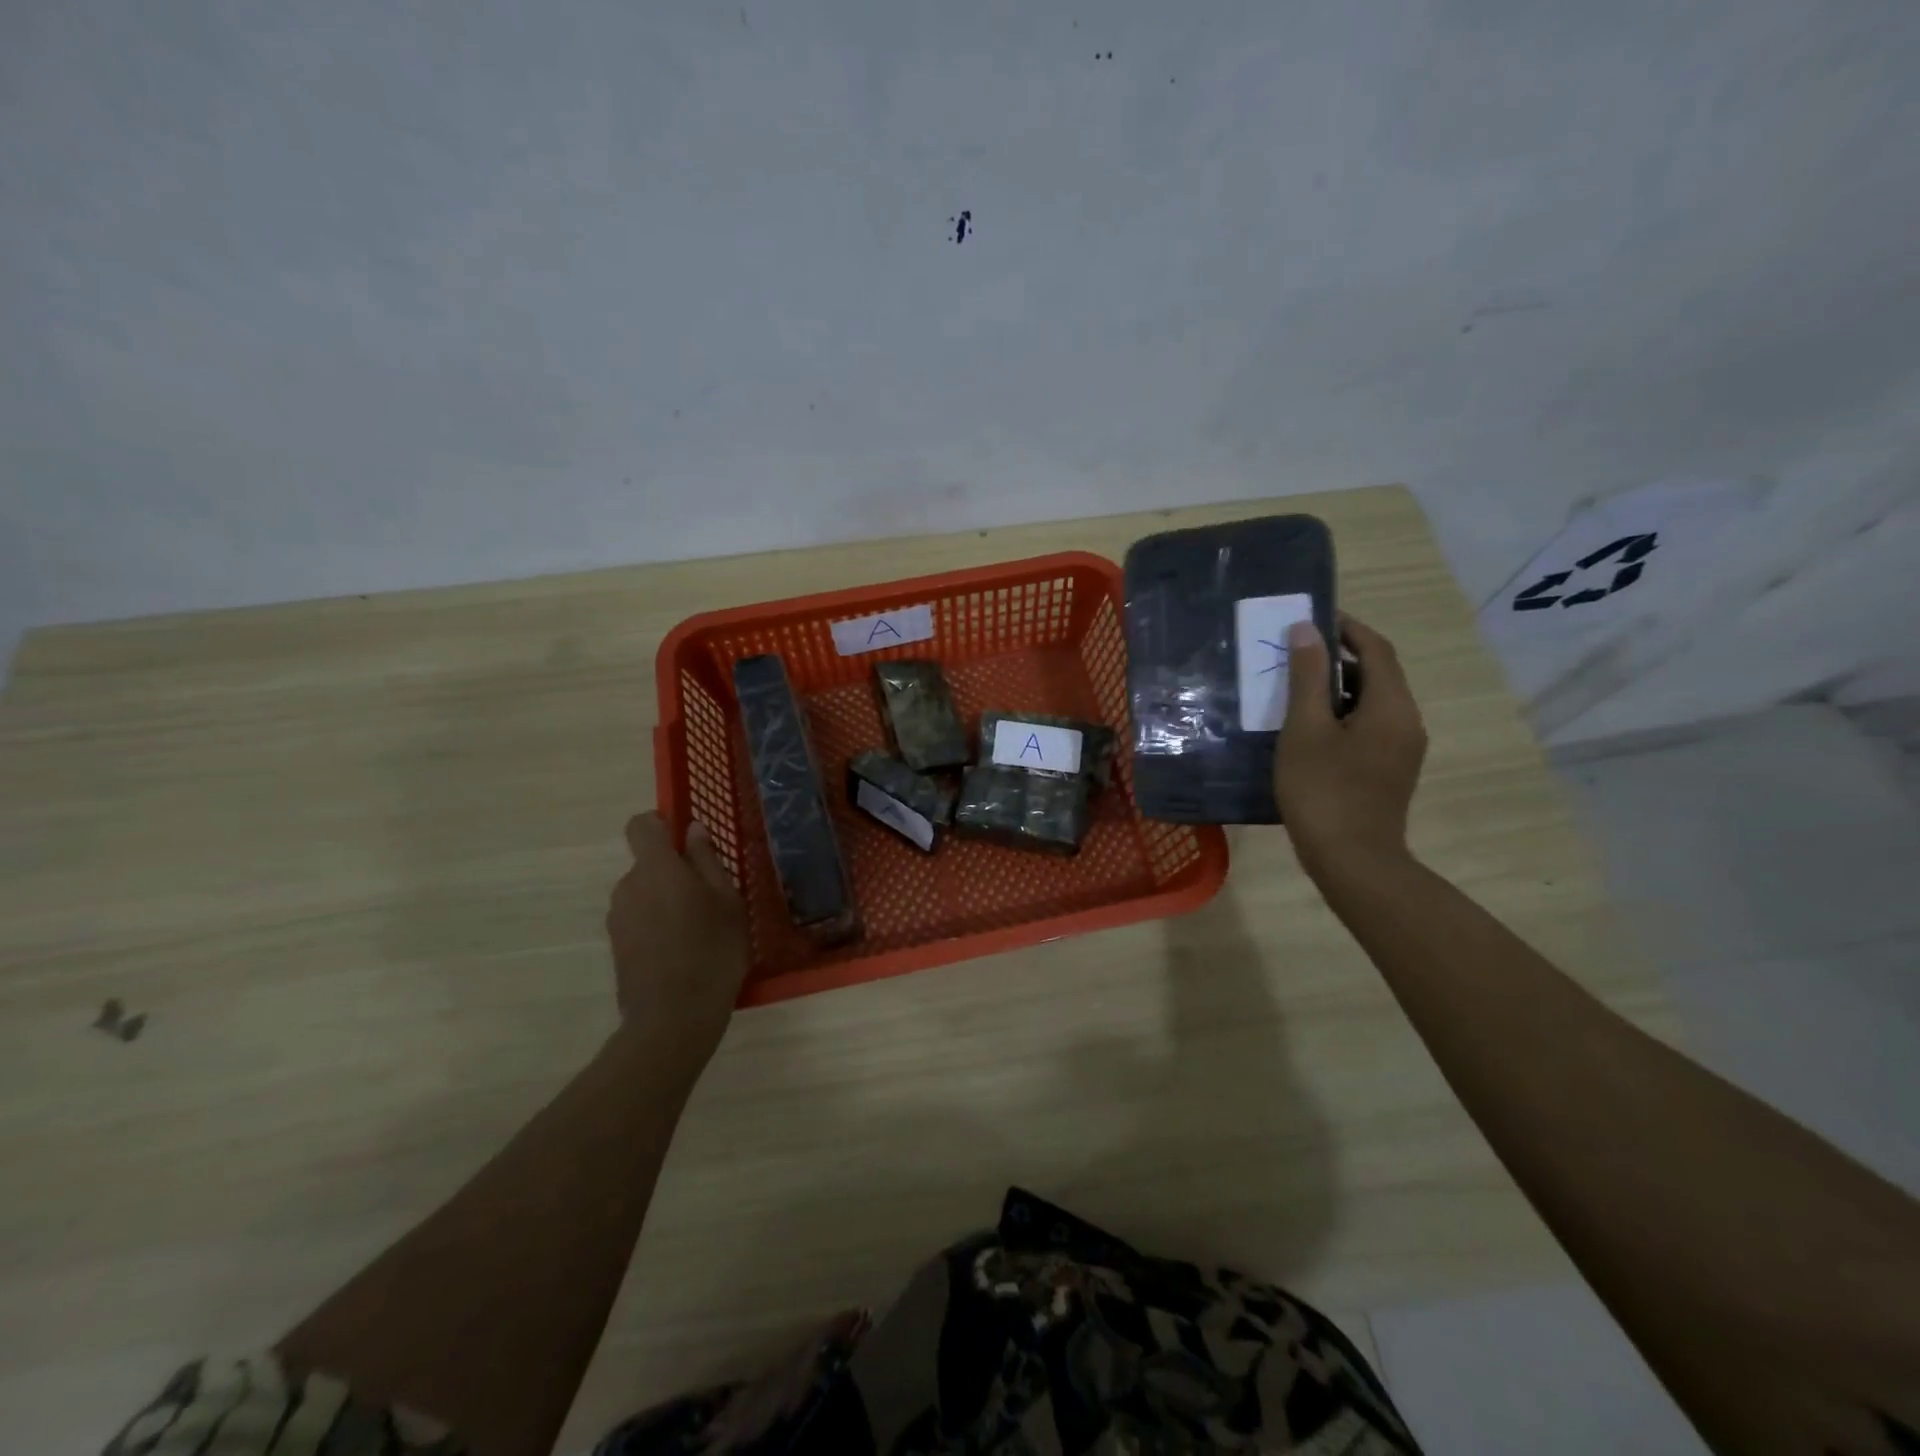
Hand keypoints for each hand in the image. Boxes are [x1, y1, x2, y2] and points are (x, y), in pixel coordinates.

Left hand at [606, 813, 748, 1055]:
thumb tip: (692, 830)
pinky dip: (657, 925)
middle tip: (709, 898)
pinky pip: (639, 920)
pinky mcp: (616, 946)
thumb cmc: (712, 950)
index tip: (686, 840)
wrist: (673, 1018)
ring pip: (644, 893)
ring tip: (699, 930)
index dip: (660, 824)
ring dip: (666, 900)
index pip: (641, 825)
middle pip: (647, 863)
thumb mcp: (726, 901)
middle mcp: (628, 886)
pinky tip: (682, 951)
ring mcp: (618, 918)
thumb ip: (707, 861)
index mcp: (656, 867)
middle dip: (674, 872)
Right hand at [1274, 613, 1427, 879]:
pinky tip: (1306, 729)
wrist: (1352, 861)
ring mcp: (1401, 749)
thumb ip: (1307, 677)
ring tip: (1292, 689)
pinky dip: (1340, 715)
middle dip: (1337, 658)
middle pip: (1376, 674)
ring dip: (1335, 689)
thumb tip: (1307, 630)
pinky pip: (1367, 726)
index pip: (1376, 649)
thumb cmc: (1323, 790)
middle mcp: (1406, 721)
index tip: (1311, 618)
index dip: (1346, 628)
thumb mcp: (1306, 729)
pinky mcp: (1389, 770)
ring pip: (1370, 703)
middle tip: (1292, 654)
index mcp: (1392, 706)